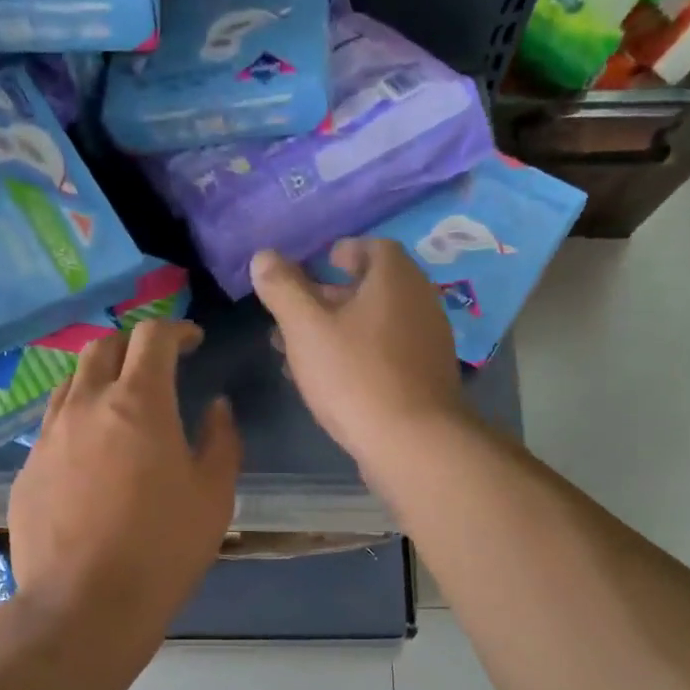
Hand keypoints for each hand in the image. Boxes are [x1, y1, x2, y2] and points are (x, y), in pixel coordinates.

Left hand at [9, 319, 240, 632]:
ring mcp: (49, 436)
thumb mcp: (214, 495)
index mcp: (138, 402)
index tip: (193, 342)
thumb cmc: (162, 548)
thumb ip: (221, 440)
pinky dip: (76, 418)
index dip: (176, 329)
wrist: (84, 605)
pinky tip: (89, 451)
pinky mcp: (27, 469)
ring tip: (119, 401)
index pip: (152, 336)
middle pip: (103, 347)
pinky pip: (52, 424)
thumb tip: (215, 407)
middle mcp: (86, 405)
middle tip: (156, 366)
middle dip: (133, 345)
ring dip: (99, 377)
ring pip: (71, 382)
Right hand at [251, 240, 469, 466]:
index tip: (318, 263)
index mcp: (395, 279)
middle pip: (371, 288)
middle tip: (294, 311)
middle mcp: (419, 302)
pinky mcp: (424, 378)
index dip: (343, 252)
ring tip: (295, 350)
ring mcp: (426, 342)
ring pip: (374, 325)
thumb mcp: (306, 328)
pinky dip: (355, 355)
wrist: (411, 442)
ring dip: (336, 330)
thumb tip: (263, 256)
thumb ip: (283, 289)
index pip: (373, 247)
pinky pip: (384, 354)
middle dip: (328, 297)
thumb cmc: (355, 374)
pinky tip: (325, 380)